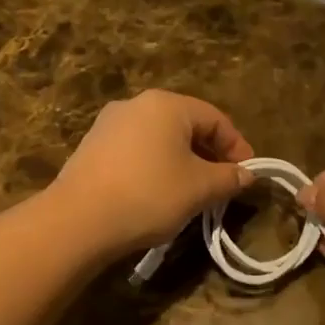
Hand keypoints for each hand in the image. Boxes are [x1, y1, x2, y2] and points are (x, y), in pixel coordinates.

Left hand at [50, 91, 254, 257]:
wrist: (78, 220)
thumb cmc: (148, 194)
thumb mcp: (199, 189)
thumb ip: (228, 178)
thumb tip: (246, 175)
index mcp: (166, 104)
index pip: (214, 118)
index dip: (236, 146)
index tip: (246, 174)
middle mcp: (136, 104)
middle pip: (185, 124)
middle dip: (208, 153)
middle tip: (222, 183)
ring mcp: (109, 124)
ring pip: (159, 138)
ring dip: (181, 161)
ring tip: (191, 191)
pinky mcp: (91, 146)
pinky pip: (135, 150)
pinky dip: (154, 166)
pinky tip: (156, 193)